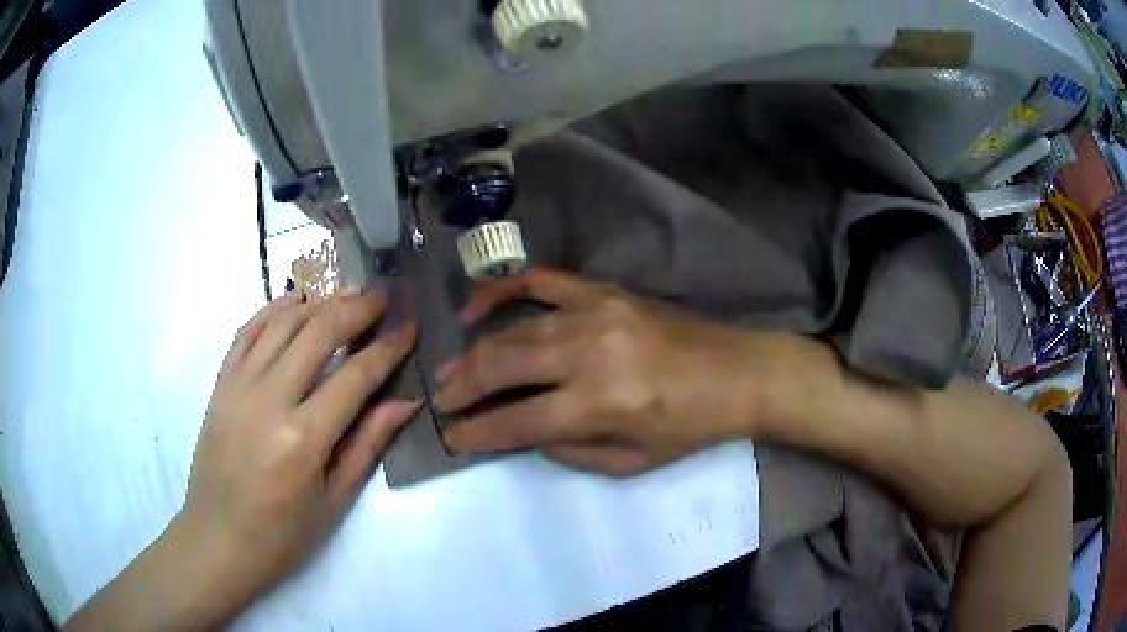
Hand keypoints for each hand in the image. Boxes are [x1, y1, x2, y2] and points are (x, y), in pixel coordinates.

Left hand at [177, 290, 417, 609]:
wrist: (218, 538)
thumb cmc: (283, 534)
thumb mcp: (335, 501)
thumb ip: (368, 445)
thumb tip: (405, 402)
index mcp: (303, 440)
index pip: (354, 377)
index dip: (387, 348)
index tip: (409, 326)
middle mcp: (269, 401)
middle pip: (317, 333)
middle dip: (356, 309)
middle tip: (382, 297)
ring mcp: (239, 386)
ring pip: (282, 322)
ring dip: (319, 302)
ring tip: (346, 296)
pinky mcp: (220, 383)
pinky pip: (247, 331)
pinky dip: (274, 309)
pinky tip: (296, 303)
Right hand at [435, 269, 771, 474]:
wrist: (736, 372)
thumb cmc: (689, 427)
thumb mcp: (631, 462)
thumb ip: (570, 451)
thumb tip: (522, 431)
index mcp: (601, 404)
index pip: (518, 421)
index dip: (478, 433)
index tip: (451, 438)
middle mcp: (590, 354)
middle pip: (505, 367)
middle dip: (463, 387)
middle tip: (440, 400)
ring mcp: (596, 313)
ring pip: (515, 330)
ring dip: (475, 353)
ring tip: (449, 371)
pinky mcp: (605, 291)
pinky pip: (543, 281)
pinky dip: (503, 290)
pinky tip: (475, 306)